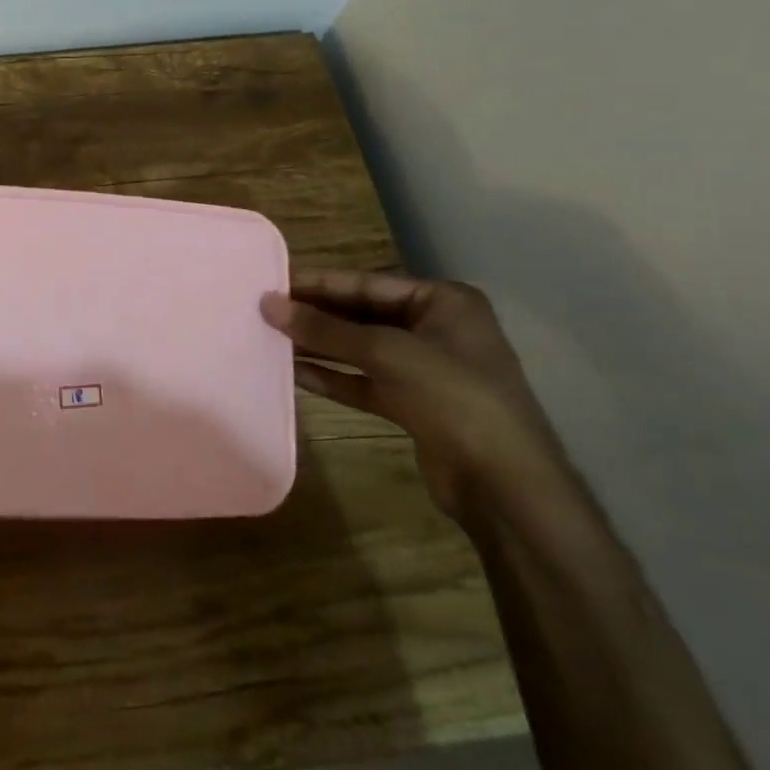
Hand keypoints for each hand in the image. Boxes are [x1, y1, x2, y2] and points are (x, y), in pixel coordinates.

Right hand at [262, 270, 566, 518]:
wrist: (505, 486)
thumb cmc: (453, 397)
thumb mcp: (385, 352)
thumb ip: (324, 328)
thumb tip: (268, 303)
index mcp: (443, 301)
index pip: (366, 283)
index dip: (317, 283)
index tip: (271, 282)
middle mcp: (435, 329)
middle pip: (361, 314)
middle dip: (315, 316)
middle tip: (264, 311)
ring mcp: (426, 369)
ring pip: (360, 349)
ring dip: (318, 346)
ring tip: (270, 339)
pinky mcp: (414, 405)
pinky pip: (363, 381)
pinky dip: (332, 376)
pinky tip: (294, 373)